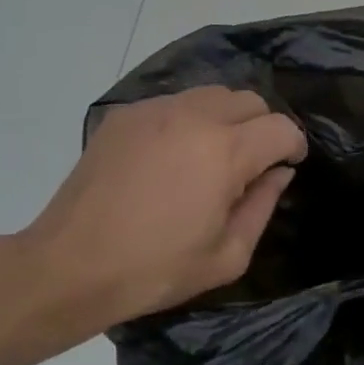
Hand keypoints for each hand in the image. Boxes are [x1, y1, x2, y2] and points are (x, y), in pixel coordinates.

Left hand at [19, 86, 306, 330]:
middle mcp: (194, 117)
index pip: (281, 127)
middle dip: (261, 127)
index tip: (286, 166)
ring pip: (212, 94)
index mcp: (225, 152)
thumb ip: (263, 206)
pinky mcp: (126, 114)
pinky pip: (174, 102)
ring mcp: (155, 110)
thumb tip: (278, 173)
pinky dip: (187, 120)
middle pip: (249, 100)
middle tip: (249, 163)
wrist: (70, 265)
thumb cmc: (156, 269)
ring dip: (225, 118)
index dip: (293, 146)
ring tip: (210, 155)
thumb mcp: (227, 256)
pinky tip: (171, 155)